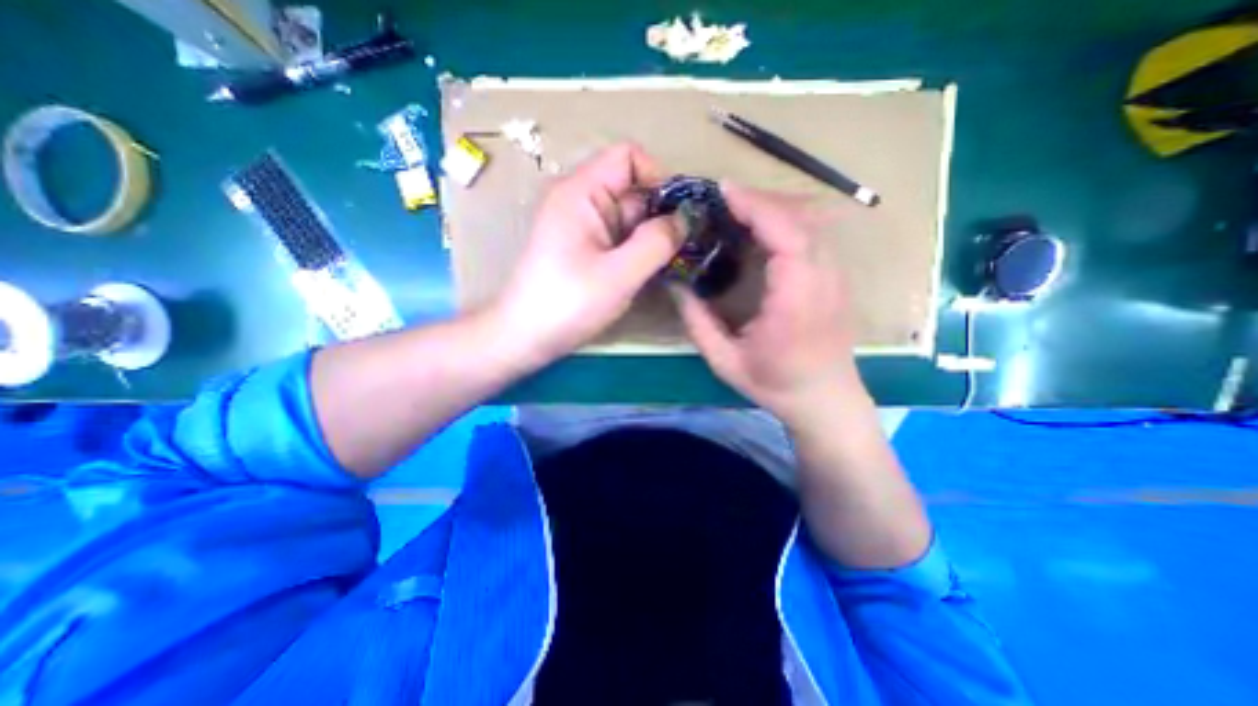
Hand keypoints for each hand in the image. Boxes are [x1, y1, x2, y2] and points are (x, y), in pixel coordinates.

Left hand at [490, 140, 685, 366]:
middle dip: (659, 216)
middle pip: (633, 190)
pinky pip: (620, 239)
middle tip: (681, 250)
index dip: (658, 178)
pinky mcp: (585, 249)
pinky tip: (648, 273)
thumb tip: (684, 219)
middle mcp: (581, 201)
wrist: (525, 337)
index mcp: (581, 192)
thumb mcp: (618, 275)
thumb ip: (656, 243)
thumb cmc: (567, 304)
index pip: (628, 157)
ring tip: (668, 265)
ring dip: (651, 238)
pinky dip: (638, 251)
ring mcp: (583, 227)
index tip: (677, 217)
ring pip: (629, 218)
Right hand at [680, 182, 865, 424]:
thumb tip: (675, 286)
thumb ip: (697, 321)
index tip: (723, 190)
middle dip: (761, 199)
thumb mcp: (724, 361)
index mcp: (796, 298)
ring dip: (775, 207)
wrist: (826, 400)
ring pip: (812, 220)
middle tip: (723, 200)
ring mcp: (836, 275)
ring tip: (739, 210)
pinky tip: (764, 230)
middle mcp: (824, 278)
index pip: (785, 232)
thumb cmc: (776, 385)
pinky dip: (788, 220)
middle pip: (801, 216)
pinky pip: (815, 234)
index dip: (755, 204)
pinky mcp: (837, 277)